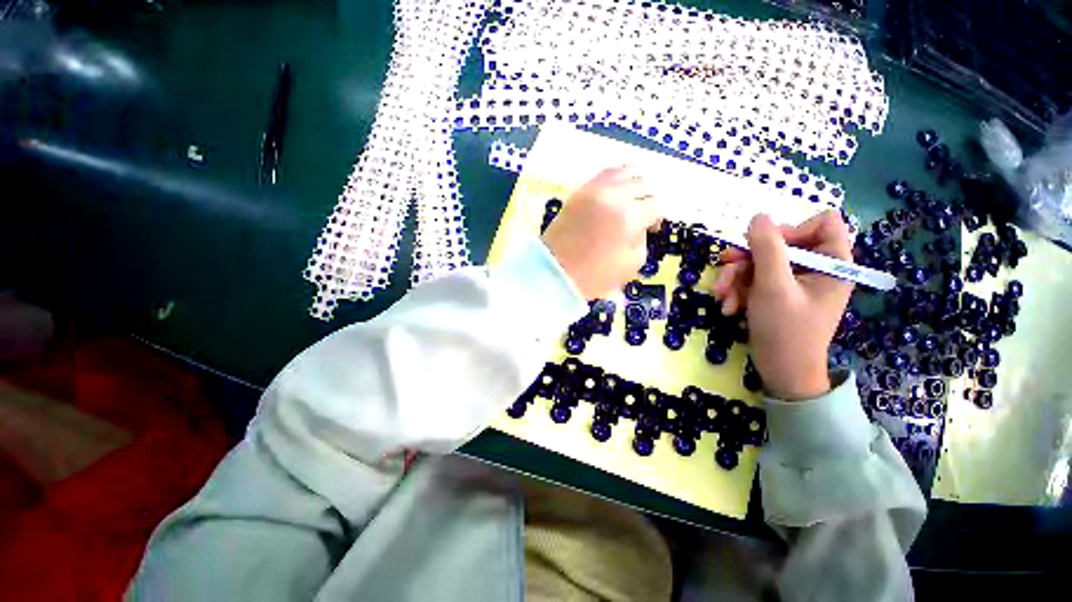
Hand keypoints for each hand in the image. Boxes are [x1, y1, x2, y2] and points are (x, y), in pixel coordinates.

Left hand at [542, 166, 661, 299]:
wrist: (555, 271)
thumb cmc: (593, 275)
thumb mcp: (630, 265)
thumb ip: (642, 240)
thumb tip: (642, 226)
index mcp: (629, 217)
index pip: (655, 206)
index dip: (658, 218)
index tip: (653, 228)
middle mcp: (614, 196)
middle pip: (644, 185)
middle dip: (648, 200)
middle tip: (643, 215)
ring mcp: (594, 189)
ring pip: (627, 171)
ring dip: (636, 184)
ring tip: (633, 200)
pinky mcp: (579, 190)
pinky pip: (605, 173)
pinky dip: (617, 177)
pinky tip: (619, 189)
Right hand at [712, 211, 853, 400]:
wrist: (780, 371)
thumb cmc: (785, 330)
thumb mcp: (773, 287)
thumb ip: (767, 249)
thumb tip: (758, 216)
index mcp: (832, 263)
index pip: (822, 223)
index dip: (792, 228)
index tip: (765, 246)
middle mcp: (815, 268)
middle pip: (779, 244)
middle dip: (747, 259)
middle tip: (724, 269)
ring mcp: (793, 282)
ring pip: (759, 262)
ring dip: (735, 278)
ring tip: (722, 297)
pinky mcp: (775, 294)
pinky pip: (753, 280)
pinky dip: (738, 291)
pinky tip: (728, 307)